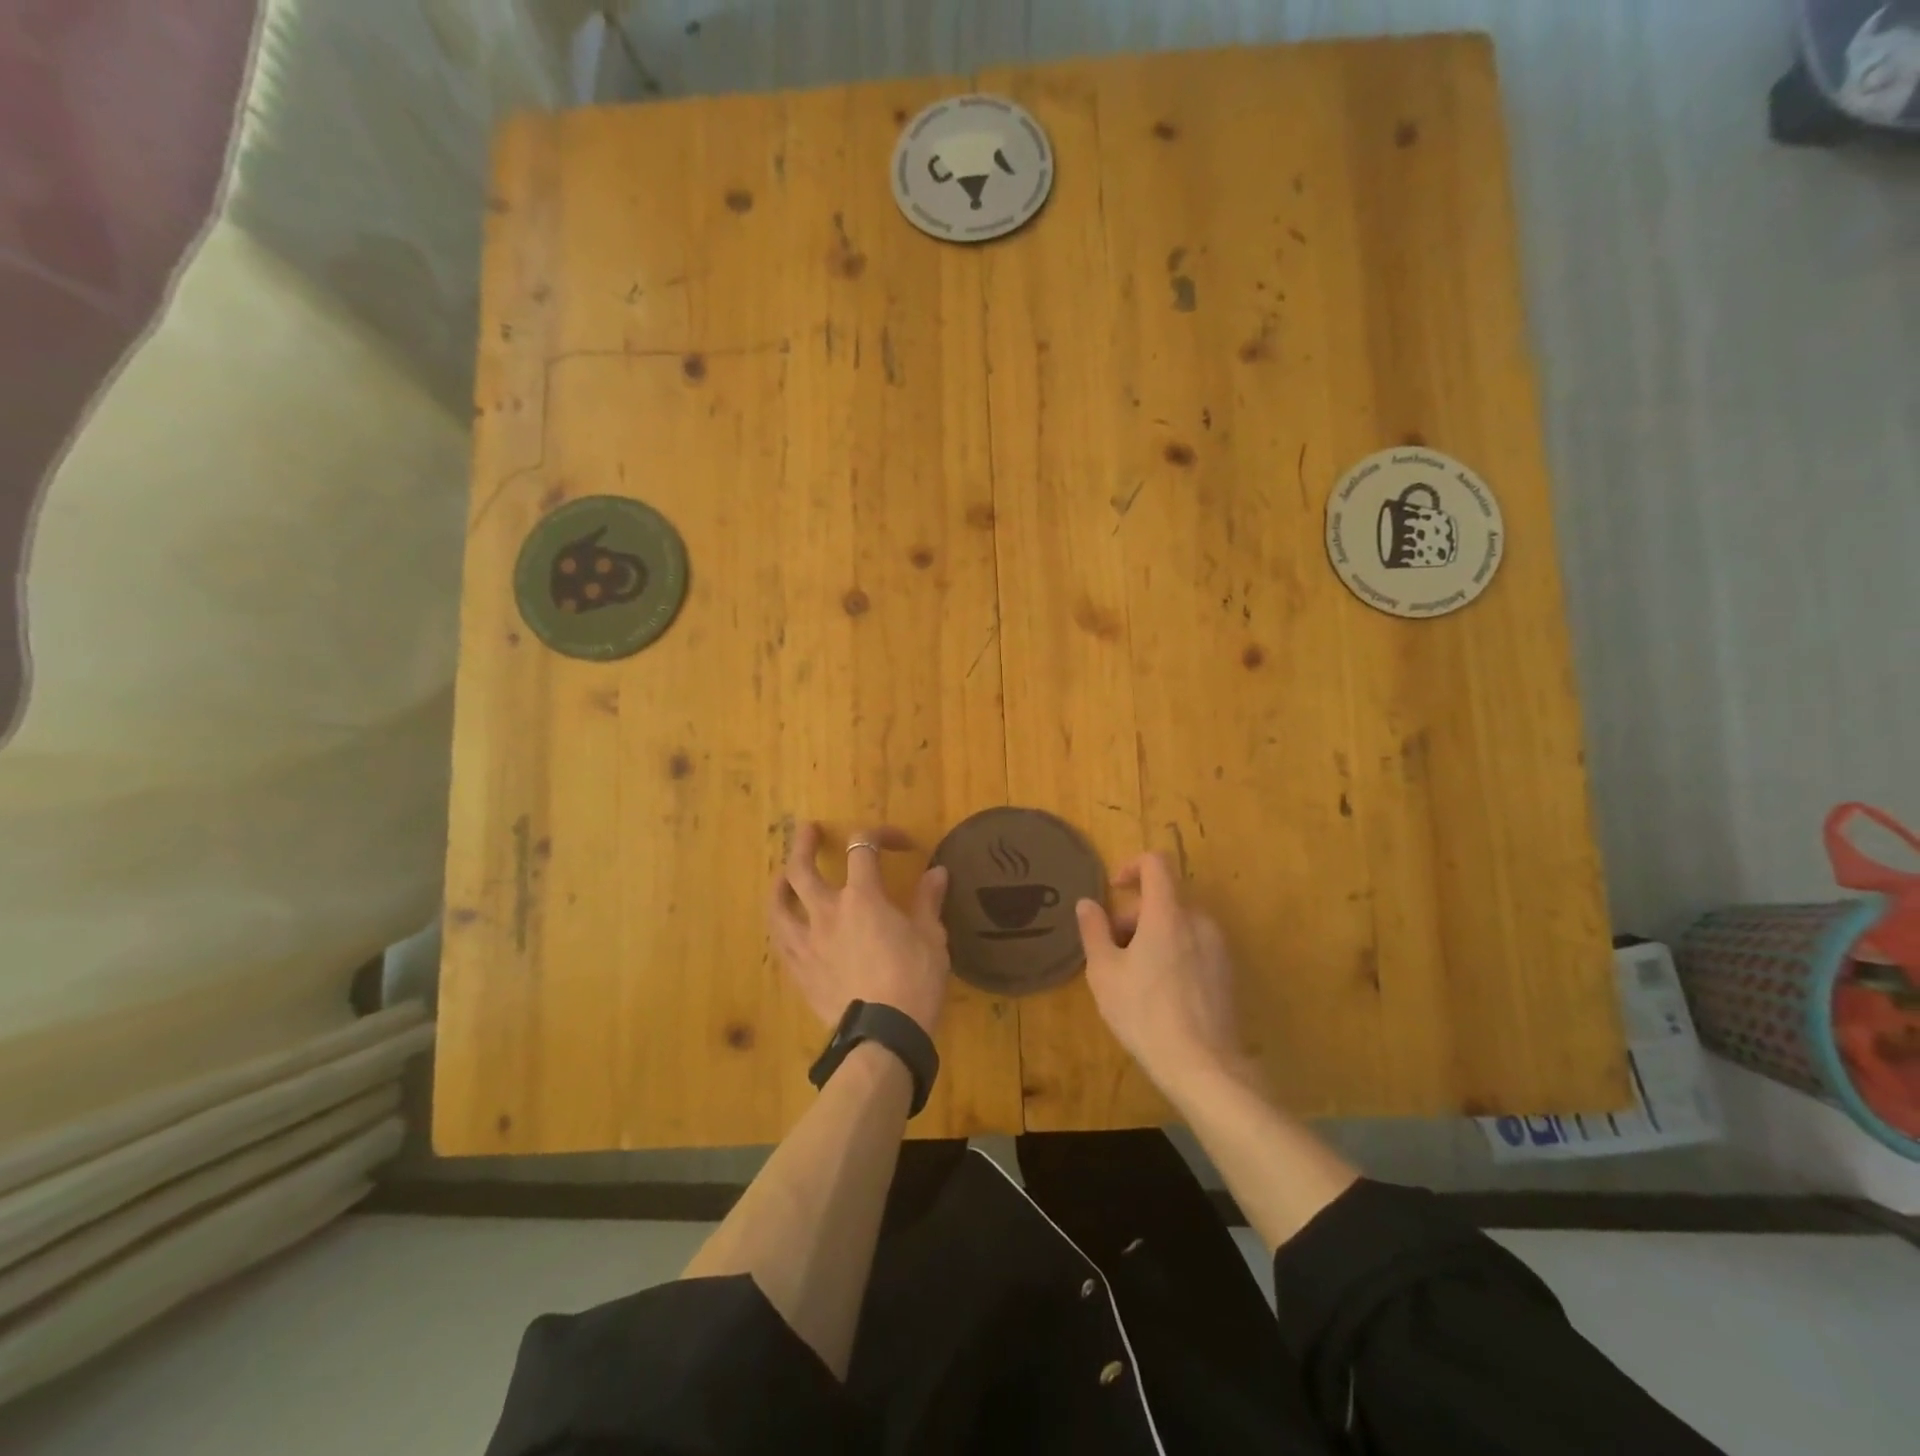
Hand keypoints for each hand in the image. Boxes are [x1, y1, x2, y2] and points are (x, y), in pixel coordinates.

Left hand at [769, 822, 951, 1035]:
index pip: (863, 848)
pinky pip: (781, 940)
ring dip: (780, 884)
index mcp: (863, 897)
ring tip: (782, 877)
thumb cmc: (914, 981)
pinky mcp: (799, 970)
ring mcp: (807, 942)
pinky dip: (782, 924)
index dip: (880, 834)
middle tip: (808, 830)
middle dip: (804, 844)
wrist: (884, 1035)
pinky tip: (786, 926)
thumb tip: (937, 872)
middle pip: (802, 869)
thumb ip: (928, 901)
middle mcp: (827, 912)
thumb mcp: (932, 938)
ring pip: (779, 904)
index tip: (899, 843)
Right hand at [1076, 852, 1250, 1098]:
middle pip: (1163, 899)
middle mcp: (1198, 921)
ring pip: (1178, 924)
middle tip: (1111, 950)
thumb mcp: (1104, 972)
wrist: (1204, 1067)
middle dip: (1133, 916)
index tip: (1113, 890)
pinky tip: (1159, 993)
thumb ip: (1094, 930)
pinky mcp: (1227, 972)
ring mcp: (1217, 947)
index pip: (1155, 864)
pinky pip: (1194, 946)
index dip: (1131, 867)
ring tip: (1132, 976)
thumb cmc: (1145, 1013)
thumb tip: (1087, 903)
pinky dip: (1172, 952)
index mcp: (1167, 914)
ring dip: (1152, 935)